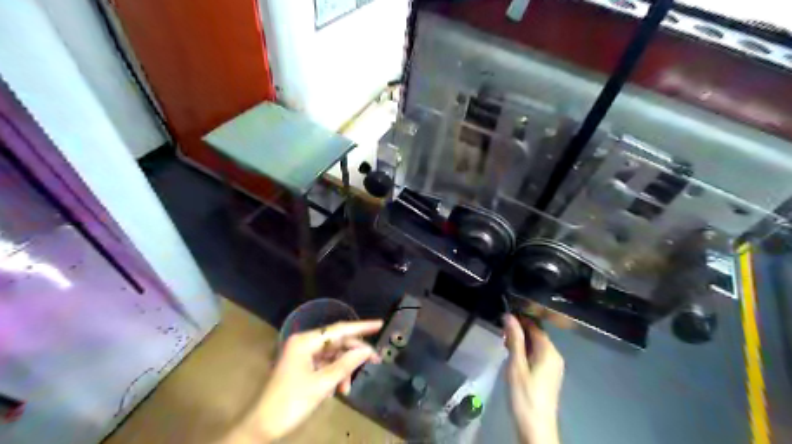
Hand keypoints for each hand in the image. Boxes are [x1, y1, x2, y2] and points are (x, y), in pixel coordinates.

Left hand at [225, 320, 383, 442]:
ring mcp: (303, 355)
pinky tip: (337, 389)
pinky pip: (325, 365)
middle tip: (375, 361)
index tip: (380, 324)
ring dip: (343, 369)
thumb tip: (367, 350)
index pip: (339, 329)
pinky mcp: (302, 367)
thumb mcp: (322, 384)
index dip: (361, 327)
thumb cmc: (290, 403)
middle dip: (354, 353)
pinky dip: (334, 375)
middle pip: (337, 342)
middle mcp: (304, 343)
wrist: (262, 428)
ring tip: (347, 388)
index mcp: (305, 341)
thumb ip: (346, 364)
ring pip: (333, 355)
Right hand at [504, 314, 565, 442]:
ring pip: (537, 345)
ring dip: (522, 342)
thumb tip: (509, 316)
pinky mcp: (550, 375)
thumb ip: (514, 339)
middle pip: (537, 335)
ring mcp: (554, 366)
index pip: (534, 326)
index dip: (519, 320)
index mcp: (549, 351)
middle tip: (502, 335)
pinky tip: (515, 359)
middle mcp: (555, 355)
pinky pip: (539, 355)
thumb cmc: (524, 394)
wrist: (536, 426)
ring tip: (505, 346)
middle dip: (519, 331)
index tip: (503, 320)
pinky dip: (527, 352)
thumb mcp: (516, 364)